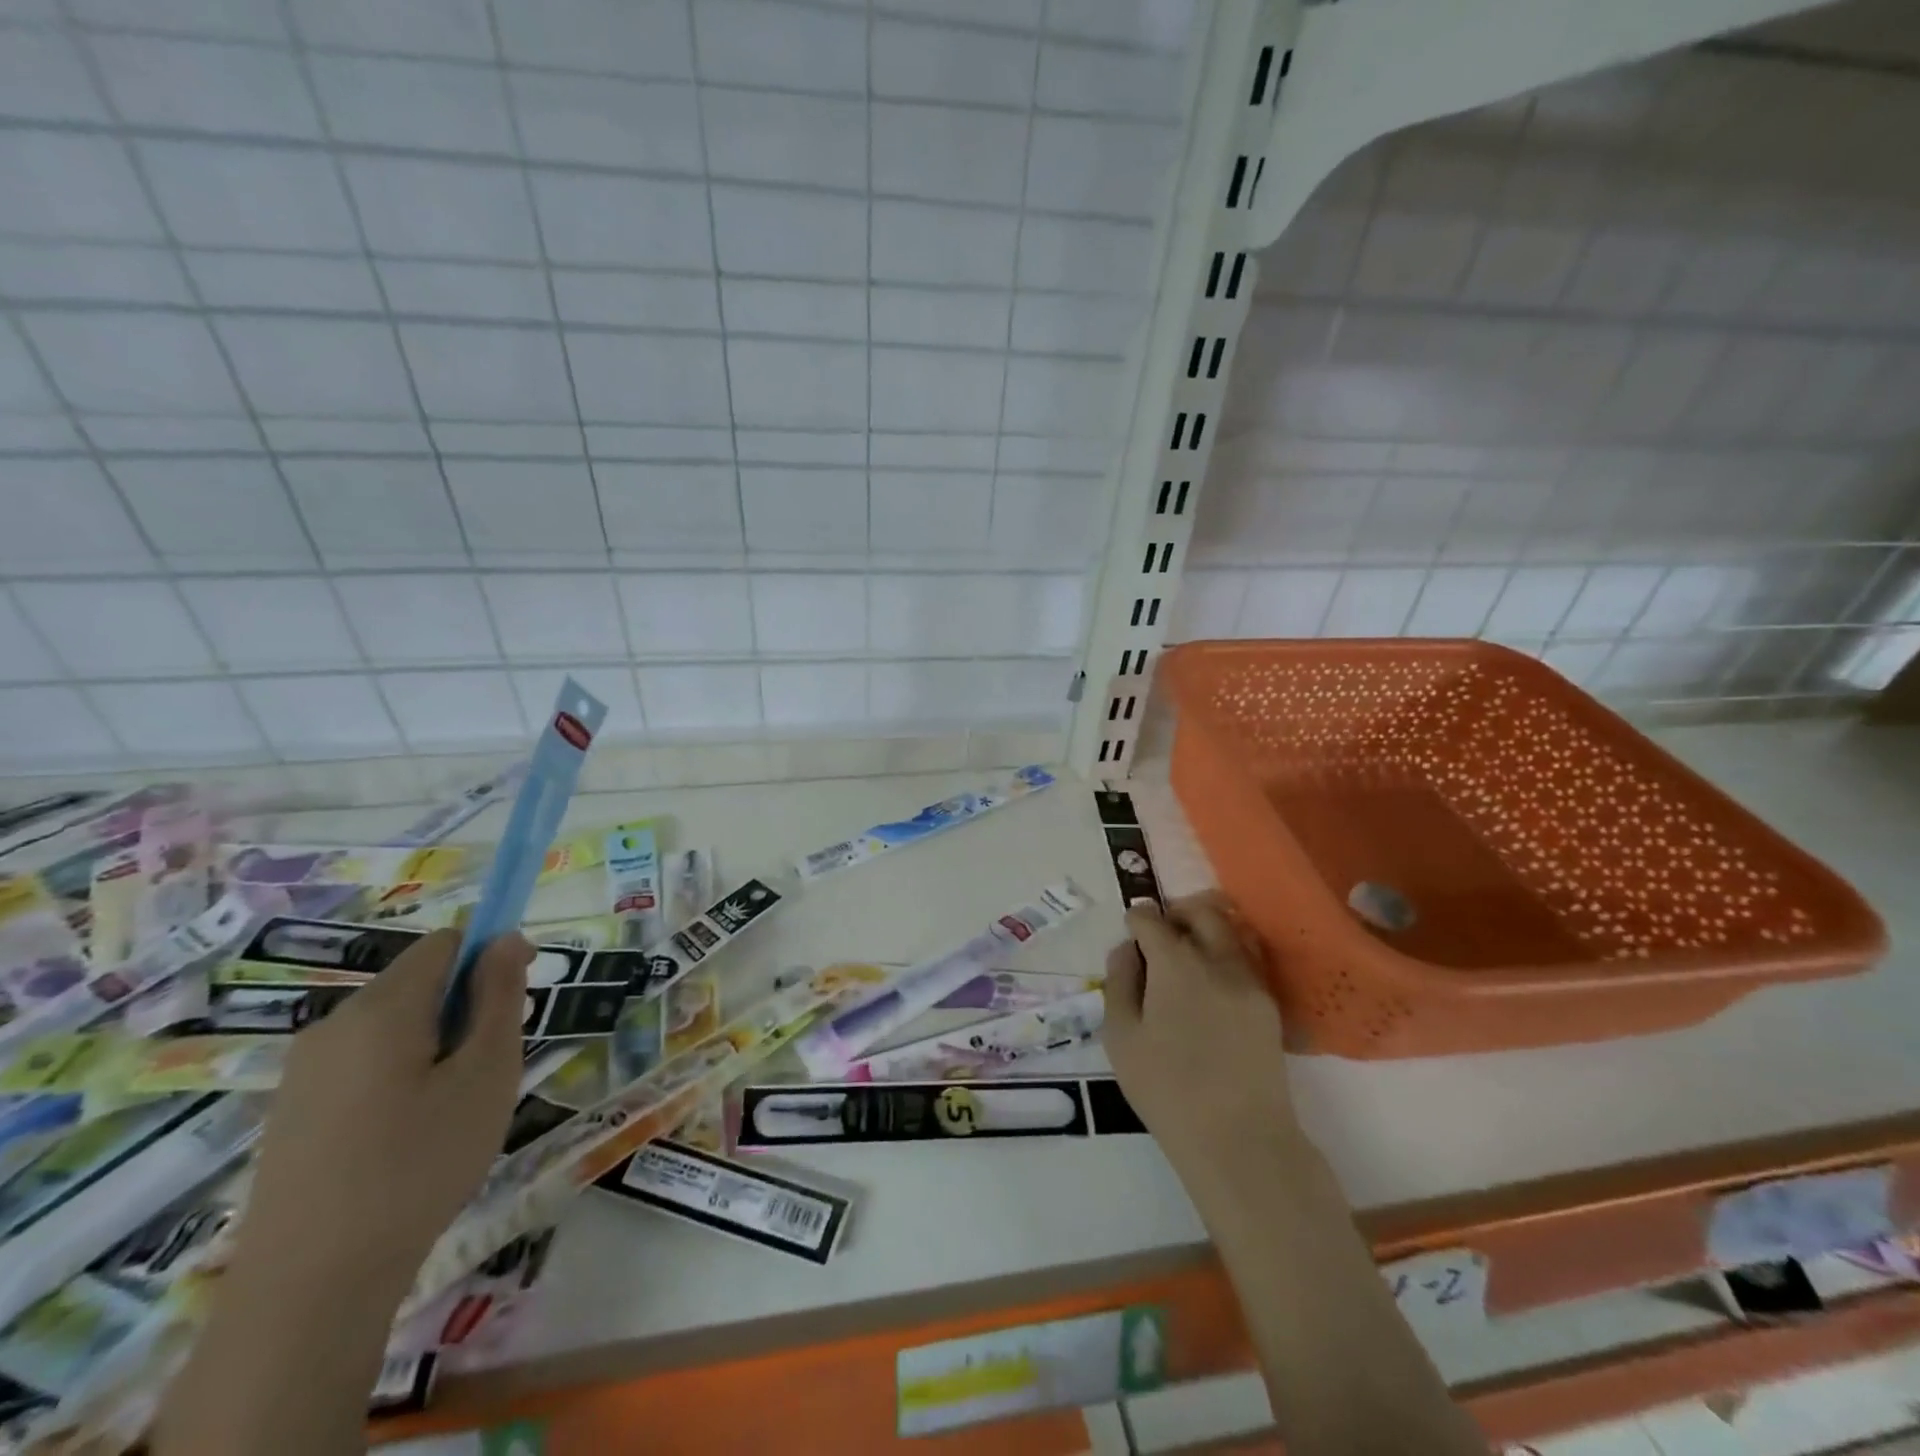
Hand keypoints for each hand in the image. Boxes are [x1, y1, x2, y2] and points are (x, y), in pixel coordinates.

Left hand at [234, 929, 531, 1300]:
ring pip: (393, 1026)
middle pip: (418, 983)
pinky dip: (400, 1074)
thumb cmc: (420, 1165)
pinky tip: (409, 1136)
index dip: (490, 955)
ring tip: (454, 1108)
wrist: (310, 1289)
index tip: (519, 998)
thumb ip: (500, 996)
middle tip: (491, 1067)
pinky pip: (363, 1063)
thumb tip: (505, 938)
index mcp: (382, 1008)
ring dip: (436, 1043)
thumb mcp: (486, 1073)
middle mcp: (333, 1024)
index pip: (446, 943)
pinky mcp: (292, 1111)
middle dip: (465, 1006)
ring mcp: (304, 1071)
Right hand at [1102, 897, 1300, 1179]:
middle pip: (1201, 911)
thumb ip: (1119, 982)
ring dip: (1204, 930)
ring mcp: (1250, 981)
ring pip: (1230, 931)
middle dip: (1176, 912)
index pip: (1152, 919)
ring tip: (1186, 956)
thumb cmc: (1166, 1090)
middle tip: (1159, 934)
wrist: (1239, 1139)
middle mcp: (1217, 960)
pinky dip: (1226, 954)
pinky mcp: (1269, 1004)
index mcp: (1176, 964)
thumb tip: (1127, 949)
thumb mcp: (1120, 1037)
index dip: (1136, 919)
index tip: (1129, 930)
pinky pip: (1246, 959)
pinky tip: (1210, 983)